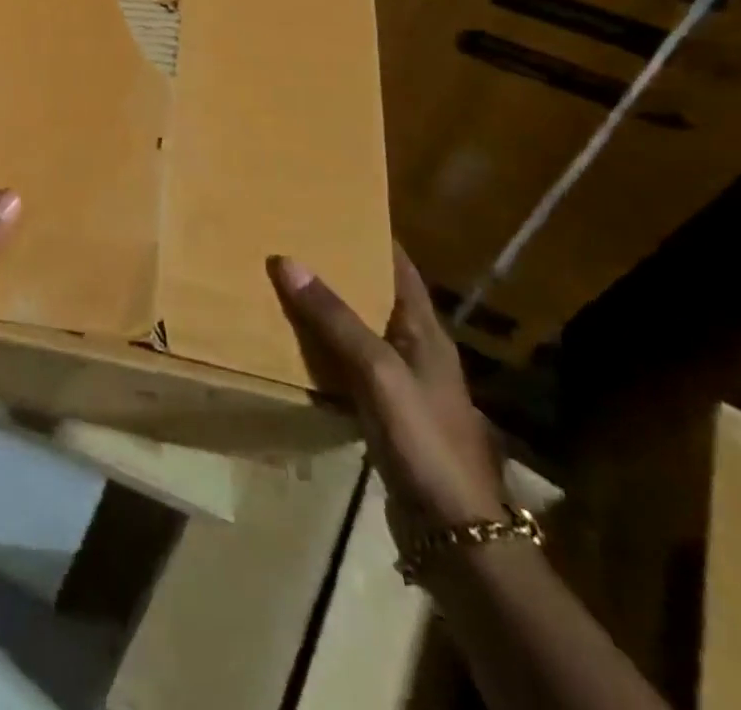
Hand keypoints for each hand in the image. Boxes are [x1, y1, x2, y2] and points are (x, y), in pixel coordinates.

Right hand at [269, 248, 505, 551]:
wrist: (454, 531)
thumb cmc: (423, 438)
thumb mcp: (377, 371)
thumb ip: (334, 318)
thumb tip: (287, 260)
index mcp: (425, 331)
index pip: (399, 268)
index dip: (372, 237)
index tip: (335, 209)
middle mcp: (417, 351)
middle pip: (376, 297)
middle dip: (340, 271)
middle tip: (295, 244)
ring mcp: (404, 386)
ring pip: (360, 333)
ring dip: (329, 312)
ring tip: (286, 287)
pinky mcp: (387, 416)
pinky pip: (350, 368)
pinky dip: (326, 352)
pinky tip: (296, 349)